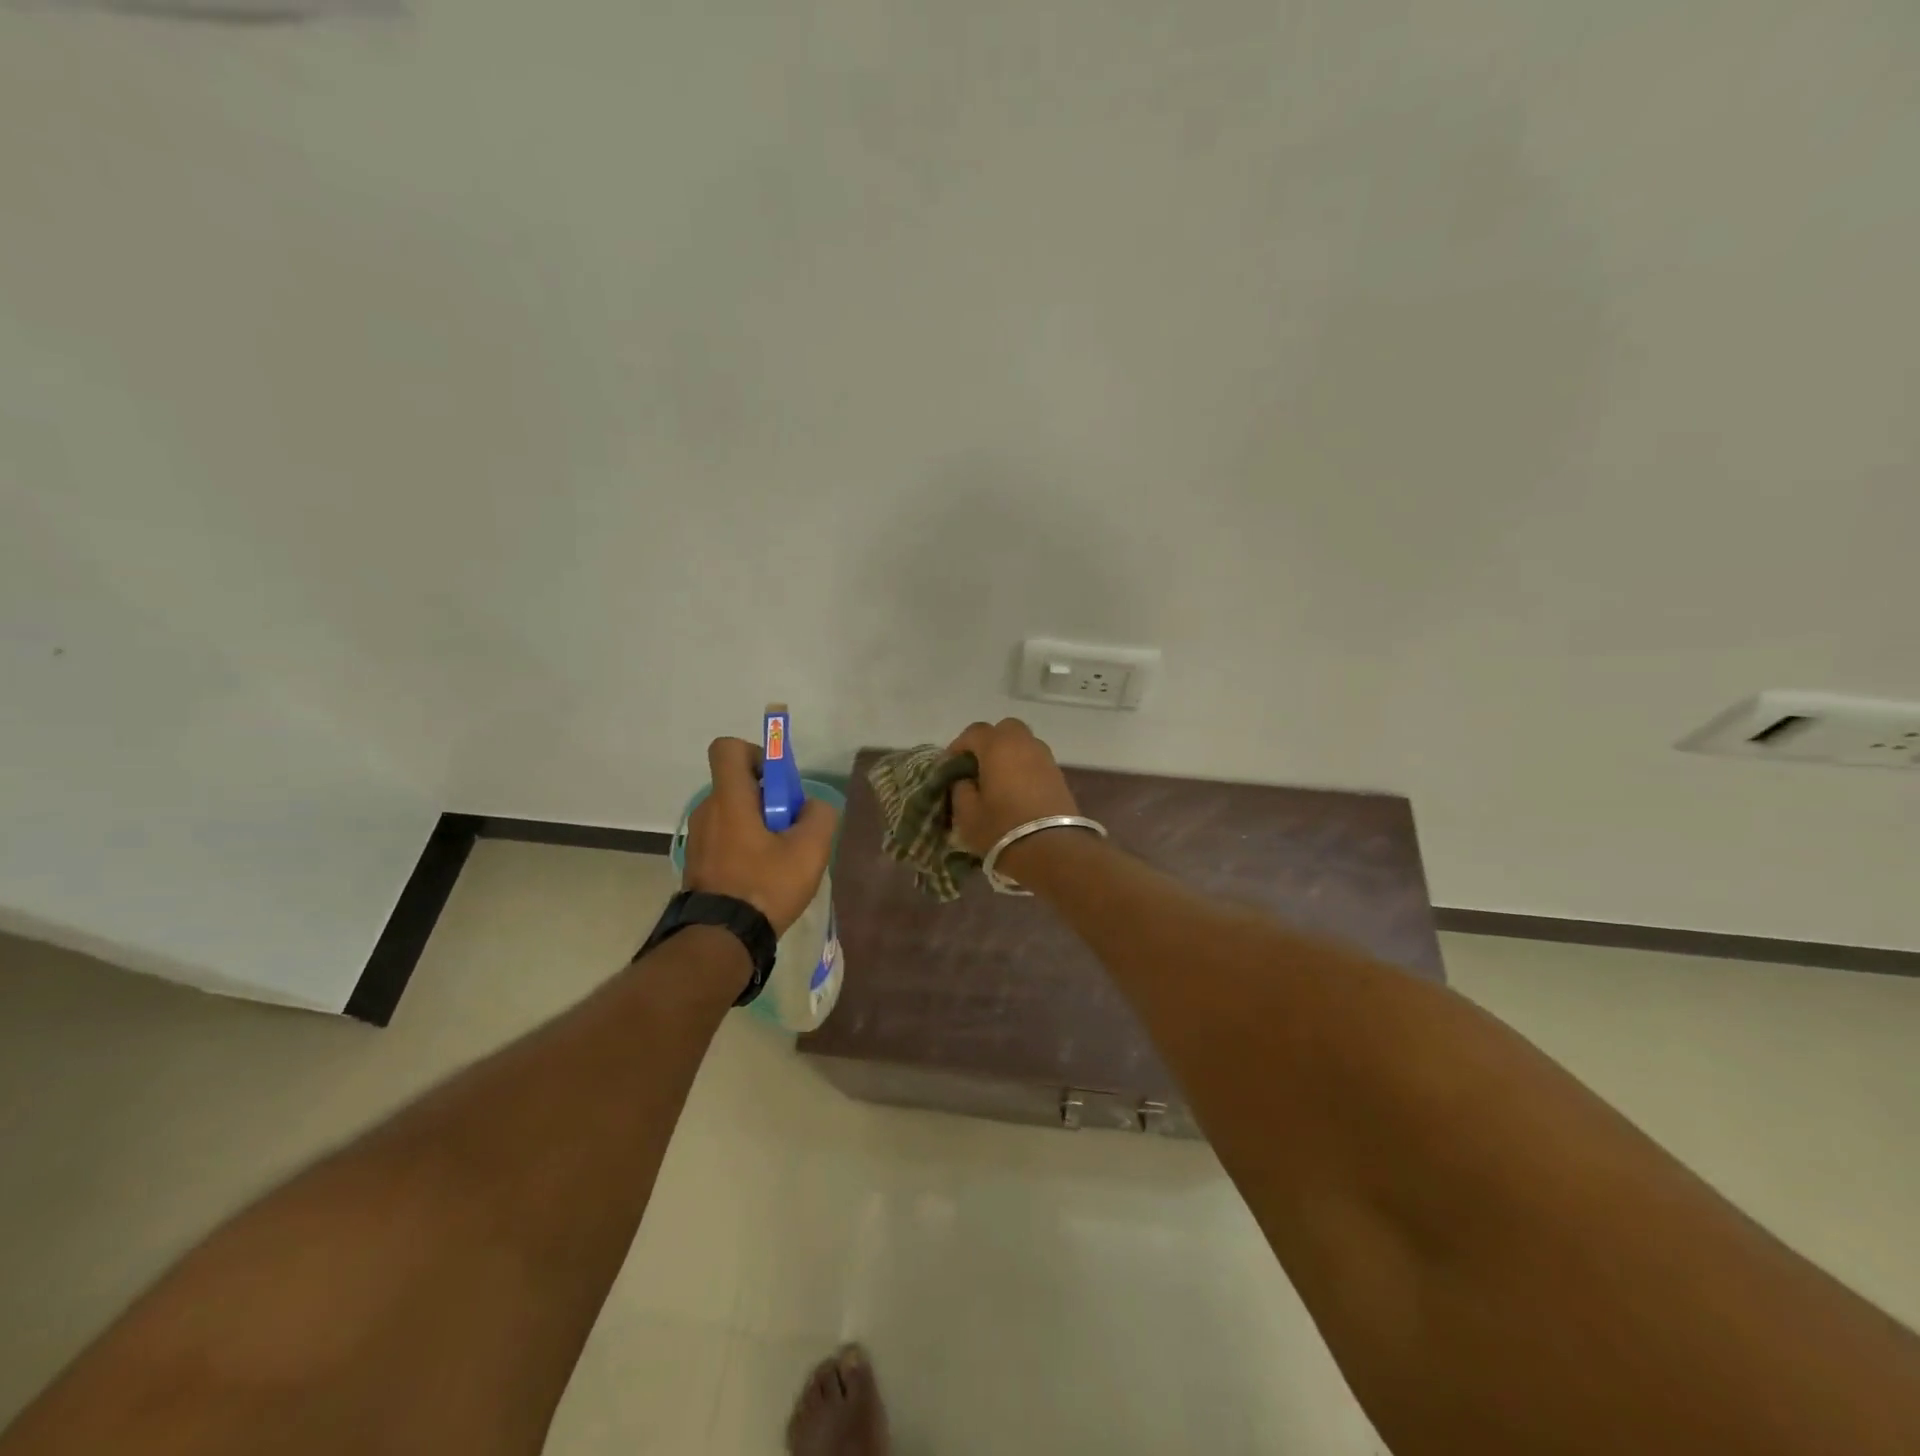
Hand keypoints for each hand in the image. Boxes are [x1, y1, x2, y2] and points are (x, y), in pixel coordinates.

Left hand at [682, 738, 837, 935]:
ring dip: (758, 824)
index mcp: (730, 799)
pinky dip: (745, 845)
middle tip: (791, 827)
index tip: (778, 782)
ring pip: (734, 813)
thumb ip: (819, 816)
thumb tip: (811, 807)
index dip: (756, 753)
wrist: (721, 939)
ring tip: (781, 857)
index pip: (728, 748)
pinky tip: (764, 875)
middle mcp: (707, 811)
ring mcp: (699, 838)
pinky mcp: (698, 862)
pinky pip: (726, 837)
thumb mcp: (810, 850)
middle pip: (738, 784)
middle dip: (768, 797)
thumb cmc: (765, 886)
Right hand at [947, 718, 1080, 863]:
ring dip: (1008, 755)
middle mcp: (1024, 743)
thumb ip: (960, 789)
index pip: (973, 732)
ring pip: (1023, 744)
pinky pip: (1035, 761)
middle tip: (976, 767)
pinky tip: (1015, 791)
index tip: (949, 768)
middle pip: (1004, 729)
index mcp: (998, 746)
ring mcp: (1045, 758)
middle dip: (988, 743)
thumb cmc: (1002, 829)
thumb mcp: (967, 814)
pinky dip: (1023, 768)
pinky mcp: (1059, 776)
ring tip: (996, 781)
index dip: (958, 747)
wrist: (1053, 850)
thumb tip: (965, 780)